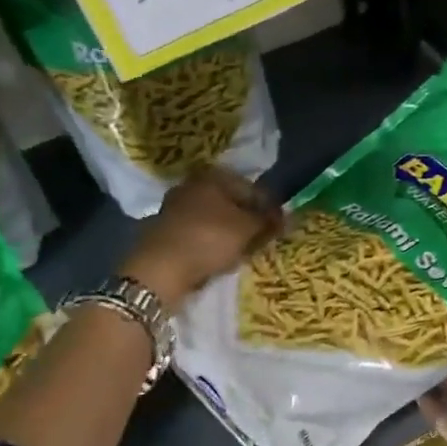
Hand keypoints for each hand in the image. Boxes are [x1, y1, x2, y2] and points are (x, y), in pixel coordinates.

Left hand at [120, 167, 283, 311]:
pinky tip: (220, 257)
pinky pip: (199, 233)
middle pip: (230, 202)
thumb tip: (285, 216)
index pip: (251, 188)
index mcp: (212, 177)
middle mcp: (191, 186)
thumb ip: (268, 220)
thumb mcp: (248, 229)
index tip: (280, 226)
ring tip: (244, 251)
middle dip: (247, 219)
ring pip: (214, 218)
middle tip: (262, 239)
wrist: (160, 269)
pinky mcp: (166, 231)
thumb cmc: (209, 239)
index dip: (268, 207)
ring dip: (229, 232)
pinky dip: (212, 242)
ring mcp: (175, 208)